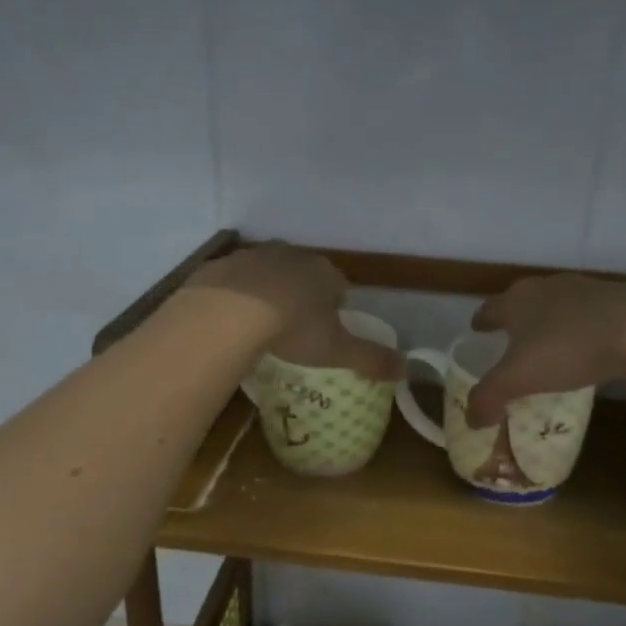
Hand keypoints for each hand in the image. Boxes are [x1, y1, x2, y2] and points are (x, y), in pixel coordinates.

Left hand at [182, 242, 402, 381]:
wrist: (228, 314)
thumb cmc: (293, 329)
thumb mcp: (337, 350)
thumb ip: (371, 359)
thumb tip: (405, 369)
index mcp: (323, 272)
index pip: (339, 284)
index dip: (336, 305)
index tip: (328, 328)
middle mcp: (290, 256)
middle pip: (303, 273)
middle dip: (302, 295)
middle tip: (295, 328)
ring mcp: (252, 256)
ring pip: (267, 274)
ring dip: (268, 292)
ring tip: (261, 325)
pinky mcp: (220, 265)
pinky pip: (233, 282)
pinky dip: (235, 297)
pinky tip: (231, 321)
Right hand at [465, 274, 625, 425]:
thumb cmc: (568, 348)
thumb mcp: (520, 378)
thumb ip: (489, 397)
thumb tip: (471, 420)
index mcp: (518, 301)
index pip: (490, 308)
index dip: (482, 320)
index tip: (477, 328)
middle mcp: (548, 287)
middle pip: (524, 300)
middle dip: (515, 318)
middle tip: (510, 338)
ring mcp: (585, 289)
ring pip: (558, 304)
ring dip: (550, 320)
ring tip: (549, 342)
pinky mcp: (618, 299)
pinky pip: (589, 313)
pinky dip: (581, 326)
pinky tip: (588, 345)